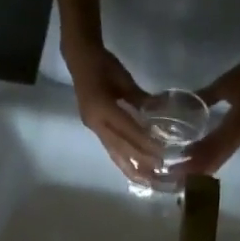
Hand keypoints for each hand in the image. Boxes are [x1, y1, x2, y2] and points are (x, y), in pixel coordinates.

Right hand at [64, 37, 160, 184]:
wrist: (79, 59)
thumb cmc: (102, 63)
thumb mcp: (123, 78)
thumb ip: (139, 97)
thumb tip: (159, 111)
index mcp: (101, 107)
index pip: (126, 129)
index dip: (143, 142)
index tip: (160, 153)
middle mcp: (95, 122)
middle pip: (119, 146)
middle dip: (139, 160)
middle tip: (157, 172)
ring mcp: (93, 127)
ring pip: (113, 152)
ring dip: (129, 168)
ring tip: (145, 181)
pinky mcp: (95, 129)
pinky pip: (110, 148)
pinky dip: (122, 160)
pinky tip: (132, 169)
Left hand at [174, 53, 239, 178]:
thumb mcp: (226, 84)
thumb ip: (205, 96)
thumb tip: (182, 106)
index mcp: (238, 125)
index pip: (212, 148)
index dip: (194, 158)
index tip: (176, 167)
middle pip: (216, 159)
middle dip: (196, 169)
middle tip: (175, 176)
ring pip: (221, 159)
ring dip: (203, 167)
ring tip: (183, 174)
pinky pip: (225, 153)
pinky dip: (211, 159)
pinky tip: (198, 161)